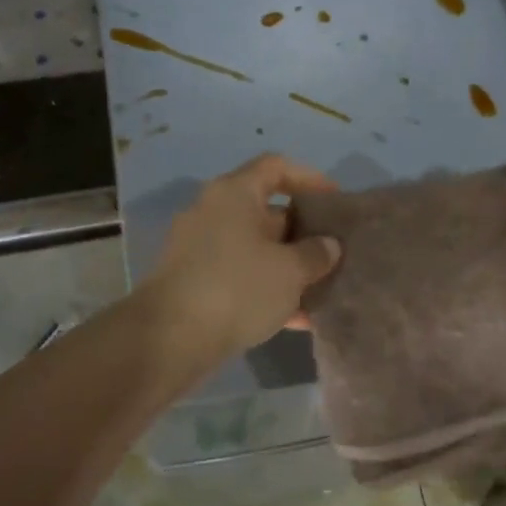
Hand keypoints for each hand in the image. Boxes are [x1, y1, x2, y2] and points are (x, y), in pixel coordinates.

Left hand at [142, 154, 342, 364]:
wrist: (169, 339)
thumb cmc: (237, 287)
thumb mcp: (290, 270)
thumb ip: (316, 254)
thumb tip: (328, 245)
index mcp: (234, 193)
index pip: (276, 167)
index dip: (310, 179)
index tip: (335, 202)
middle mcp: (213, 212)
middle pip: (267, 210)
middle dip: (303, 231)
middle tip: (333, 250)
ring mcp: (199, 248)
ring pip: (255, 248)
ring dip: (287, 266)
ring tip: (321, 287)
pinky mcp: (193, 282)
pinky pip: (239, 276)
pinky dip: (266, 289)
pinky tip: (296, 318)